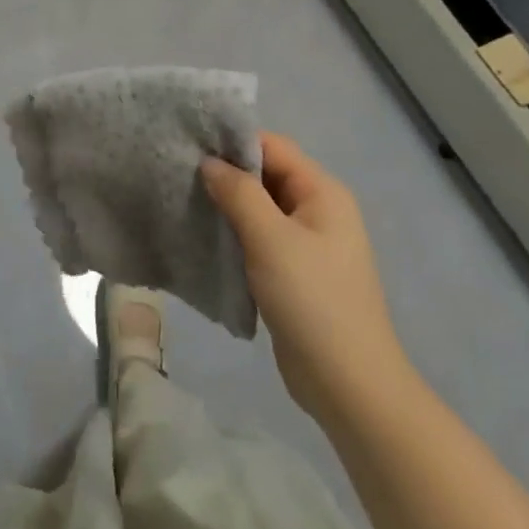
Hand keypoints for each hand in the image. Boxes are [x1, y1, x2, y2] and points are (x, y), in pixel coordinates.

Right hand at [202, 132, 410, 420]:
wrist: (349, 386)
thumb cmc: (313, 302)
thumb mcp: (271, 239)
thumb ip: (239, 193)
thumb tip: (210, 163)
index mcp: (322, 192)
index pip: (273, 146)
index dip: (233, 141)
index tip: (190, 144)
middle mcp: (318, 210)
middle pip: (266, 174)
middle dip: (226, 172)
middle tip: (179, 172)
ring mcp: (308, 243)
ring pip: (260, 207)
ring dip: (227, 204)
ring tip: (185, 200)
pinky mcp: (294, 273)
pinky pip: (260, 238)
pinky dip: (234, 232)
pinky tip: (204, 236)